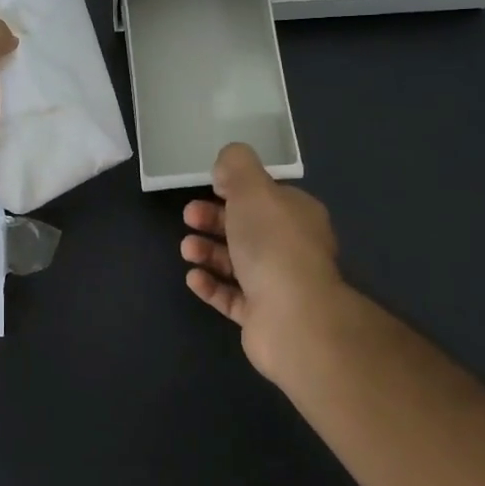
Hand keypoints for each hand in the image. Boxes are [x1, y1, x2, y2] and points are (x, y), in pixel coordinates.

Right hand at [181, 142, 348, 384]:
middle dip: (213, 219)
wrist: (294, 318)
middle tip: (188, 216)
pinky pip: (231, 296)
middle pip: (247, 228)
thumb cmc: (273, 244)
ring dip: (207, 251)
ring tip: (187, 249)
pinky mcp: (262, 316)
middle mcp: (292, 248)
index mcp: (297, 215)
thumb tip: (226, 167)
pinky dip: (210, 285)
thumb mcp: (252, 188)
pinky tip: (193, 277)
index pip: (266, 196)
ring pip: (237, 262)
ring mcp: (279, 285)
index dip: (236, 189)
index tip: (208, 186)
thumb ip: (236, 166)